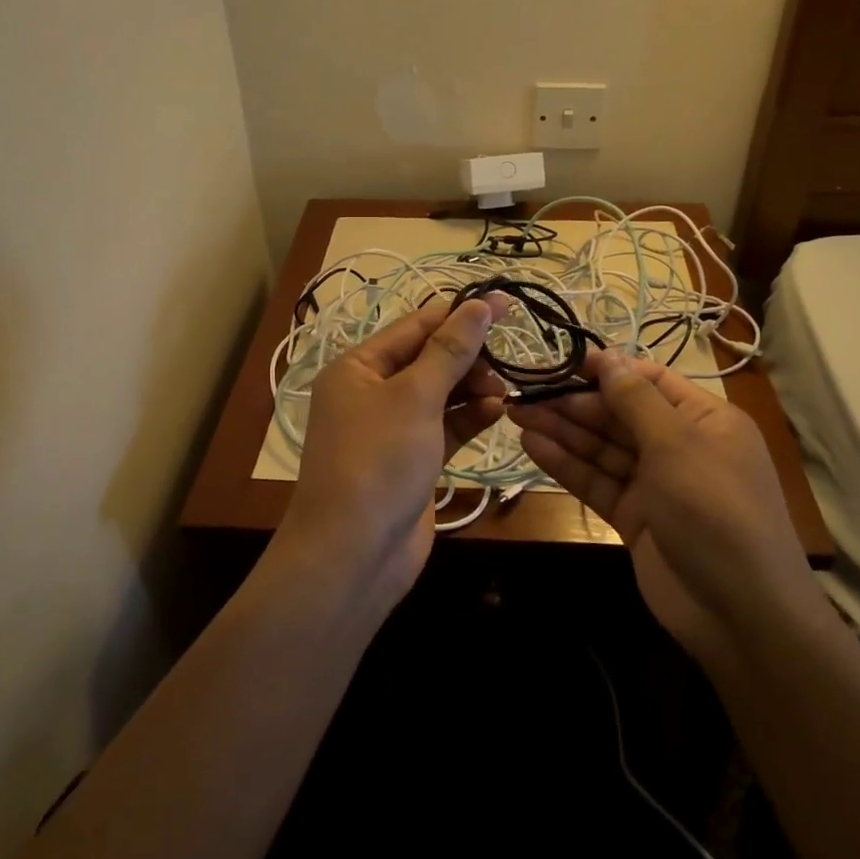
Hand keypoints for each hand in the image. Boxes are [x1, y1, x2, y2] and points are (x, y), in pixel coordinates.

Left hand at [273, 295, 508, 606]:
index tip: (506, 304)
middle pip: (428, 358)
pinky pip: (445, 427)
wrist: (354, 554)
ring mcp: (392, 429)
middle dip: (468, 357)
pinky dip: (469, 418)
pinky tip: (497, 413)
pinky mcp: (412, 460)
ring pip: (440, 394)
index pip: (415, 326)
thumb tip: (480, 304)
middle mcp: (371, 392)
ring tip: (504, 391)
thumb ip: (450, 350)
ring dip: (473, 388)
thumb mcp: (415, 397)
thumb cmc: (378, 461)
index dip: (460, 314)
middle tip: (505, 363)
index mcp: (358, 367)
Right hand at [509, 351, 825, 671]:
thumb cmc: (715, 510)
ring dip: (562, 430)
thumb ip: (635, 399)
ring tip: (517, 414)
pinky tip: (533, 446)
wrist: (740, 613)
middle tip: (525, 391)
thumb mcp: (677, 444)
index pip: (650, 381)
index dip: (608, 369)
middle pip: (620, 414)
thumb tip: (606, 356)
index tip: (561, 360)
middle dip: (574, 402)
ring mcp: (656, 484)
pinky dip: (566, 464)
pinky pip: (597, 481)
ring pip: (603, 448)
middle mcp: (680, 446)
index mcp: (705, 419)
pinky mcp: (634, 517)